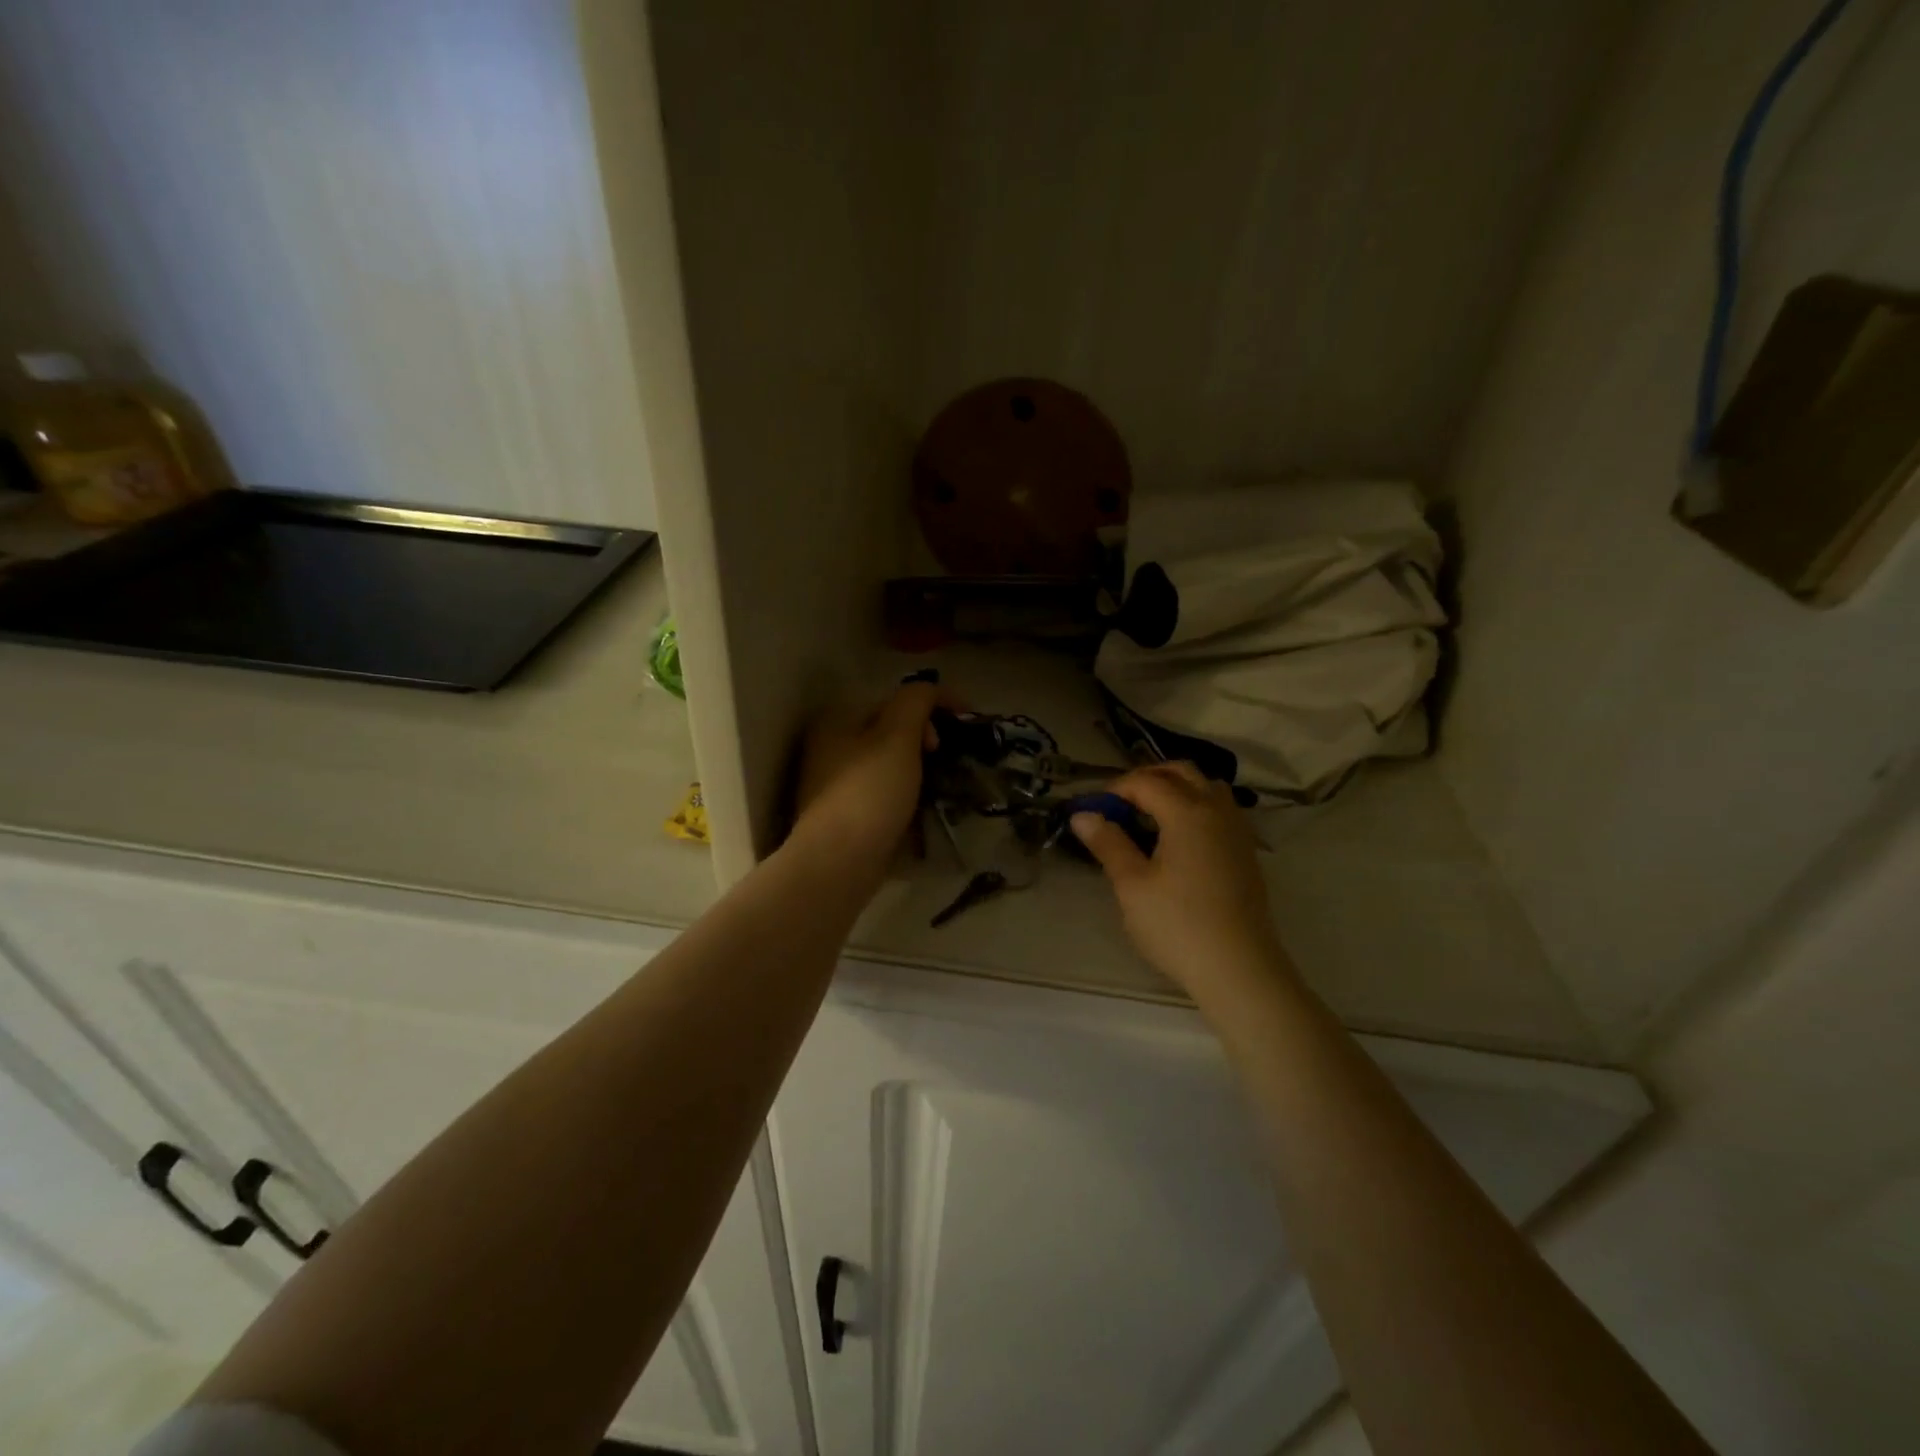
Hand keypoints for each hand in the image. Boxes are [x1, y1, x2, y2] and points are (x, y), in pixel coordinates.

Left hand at [789, 682, 940, 874]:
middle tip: (948, 756)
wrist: (838, 863)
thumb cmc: (869, 792)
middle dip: (926, 738)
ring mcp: (834, 784)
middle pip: (890, 731)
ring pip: (888, 764)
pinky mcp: (844, 817)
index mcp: (838, 719)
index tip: (968, 722)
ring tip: (944, 782)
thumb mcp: (897, 735)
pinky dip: (906, 794)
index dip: (934, 703)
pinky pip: (883, 794)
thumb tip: (930, 690)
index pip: (895, 698)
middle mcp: (830, 747)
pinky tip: (923, 808)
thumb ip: (916, 701)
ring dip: (918, 768)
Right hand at [1072, 763, 1291, 1000]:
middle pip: (1182, 772)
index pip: (1146, 782)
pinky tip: (1179, 838)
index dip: (1115, 789)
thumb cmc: (1178, 925)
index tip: (1093, 808)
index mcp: (1187, 812)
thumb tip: (1083, 815)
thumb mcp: (1132, 885)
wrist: (1239, 968)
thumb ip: (1108, 843)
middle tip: (1119, 801)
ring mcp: (1237, 831)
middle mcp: (1216, 811)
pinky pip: (1220, 810)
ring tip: (1150, 813)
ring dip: (1177, 787)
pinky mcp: (1246, 852)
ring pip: (1207, 787)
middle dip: (1147, 777)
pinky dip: (1196, 806)